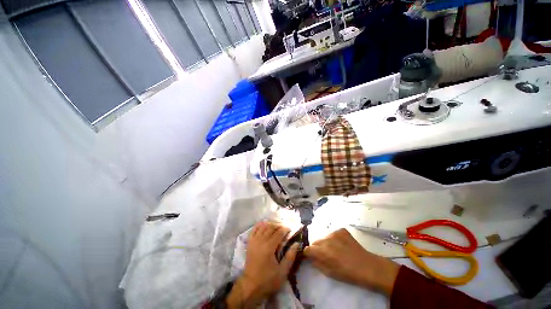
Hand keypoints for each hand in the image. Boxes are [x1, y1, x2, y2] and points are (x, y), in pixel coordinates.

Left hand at [226, 222, 298, 307]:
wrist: (250, 286)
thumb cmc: (268, 280)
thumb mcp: (282, 272)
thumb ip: (290, 256)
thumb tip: (297, 243)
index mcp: (269, 247)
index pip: (279, 232)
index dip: (285, 229)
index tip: (290, 229)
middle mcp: (261, 240)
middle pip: (271, 227)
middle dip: (279, 225)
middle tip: (285, 228)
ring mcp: (254, 240)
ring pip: (263, 226)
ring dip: (271, 224)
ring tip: (276, 227)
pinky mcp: (249, 242)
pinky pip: (254, 229)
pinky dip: (260, 225)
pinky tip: (265, 225)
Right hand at [303, 228, 399, 294]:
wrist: (367, 266)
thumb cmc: (348, 273)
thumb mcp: (329, 273)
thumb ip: (317, 263)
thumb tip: (310, 258)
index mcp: (322, 251)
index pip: (308, 249)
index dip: (308, 253)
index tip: (310, 256)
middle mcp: (326, 239)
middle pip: (316, 242)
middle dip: (317, 248)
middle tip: (325, 255)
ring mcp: (334, 232)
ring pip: (324, 237)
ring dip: (326, 243)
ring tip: (335, 250)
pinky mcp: (341, 230)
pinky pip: (333, 234)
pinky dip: (335, 239)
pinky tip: (342, 245)